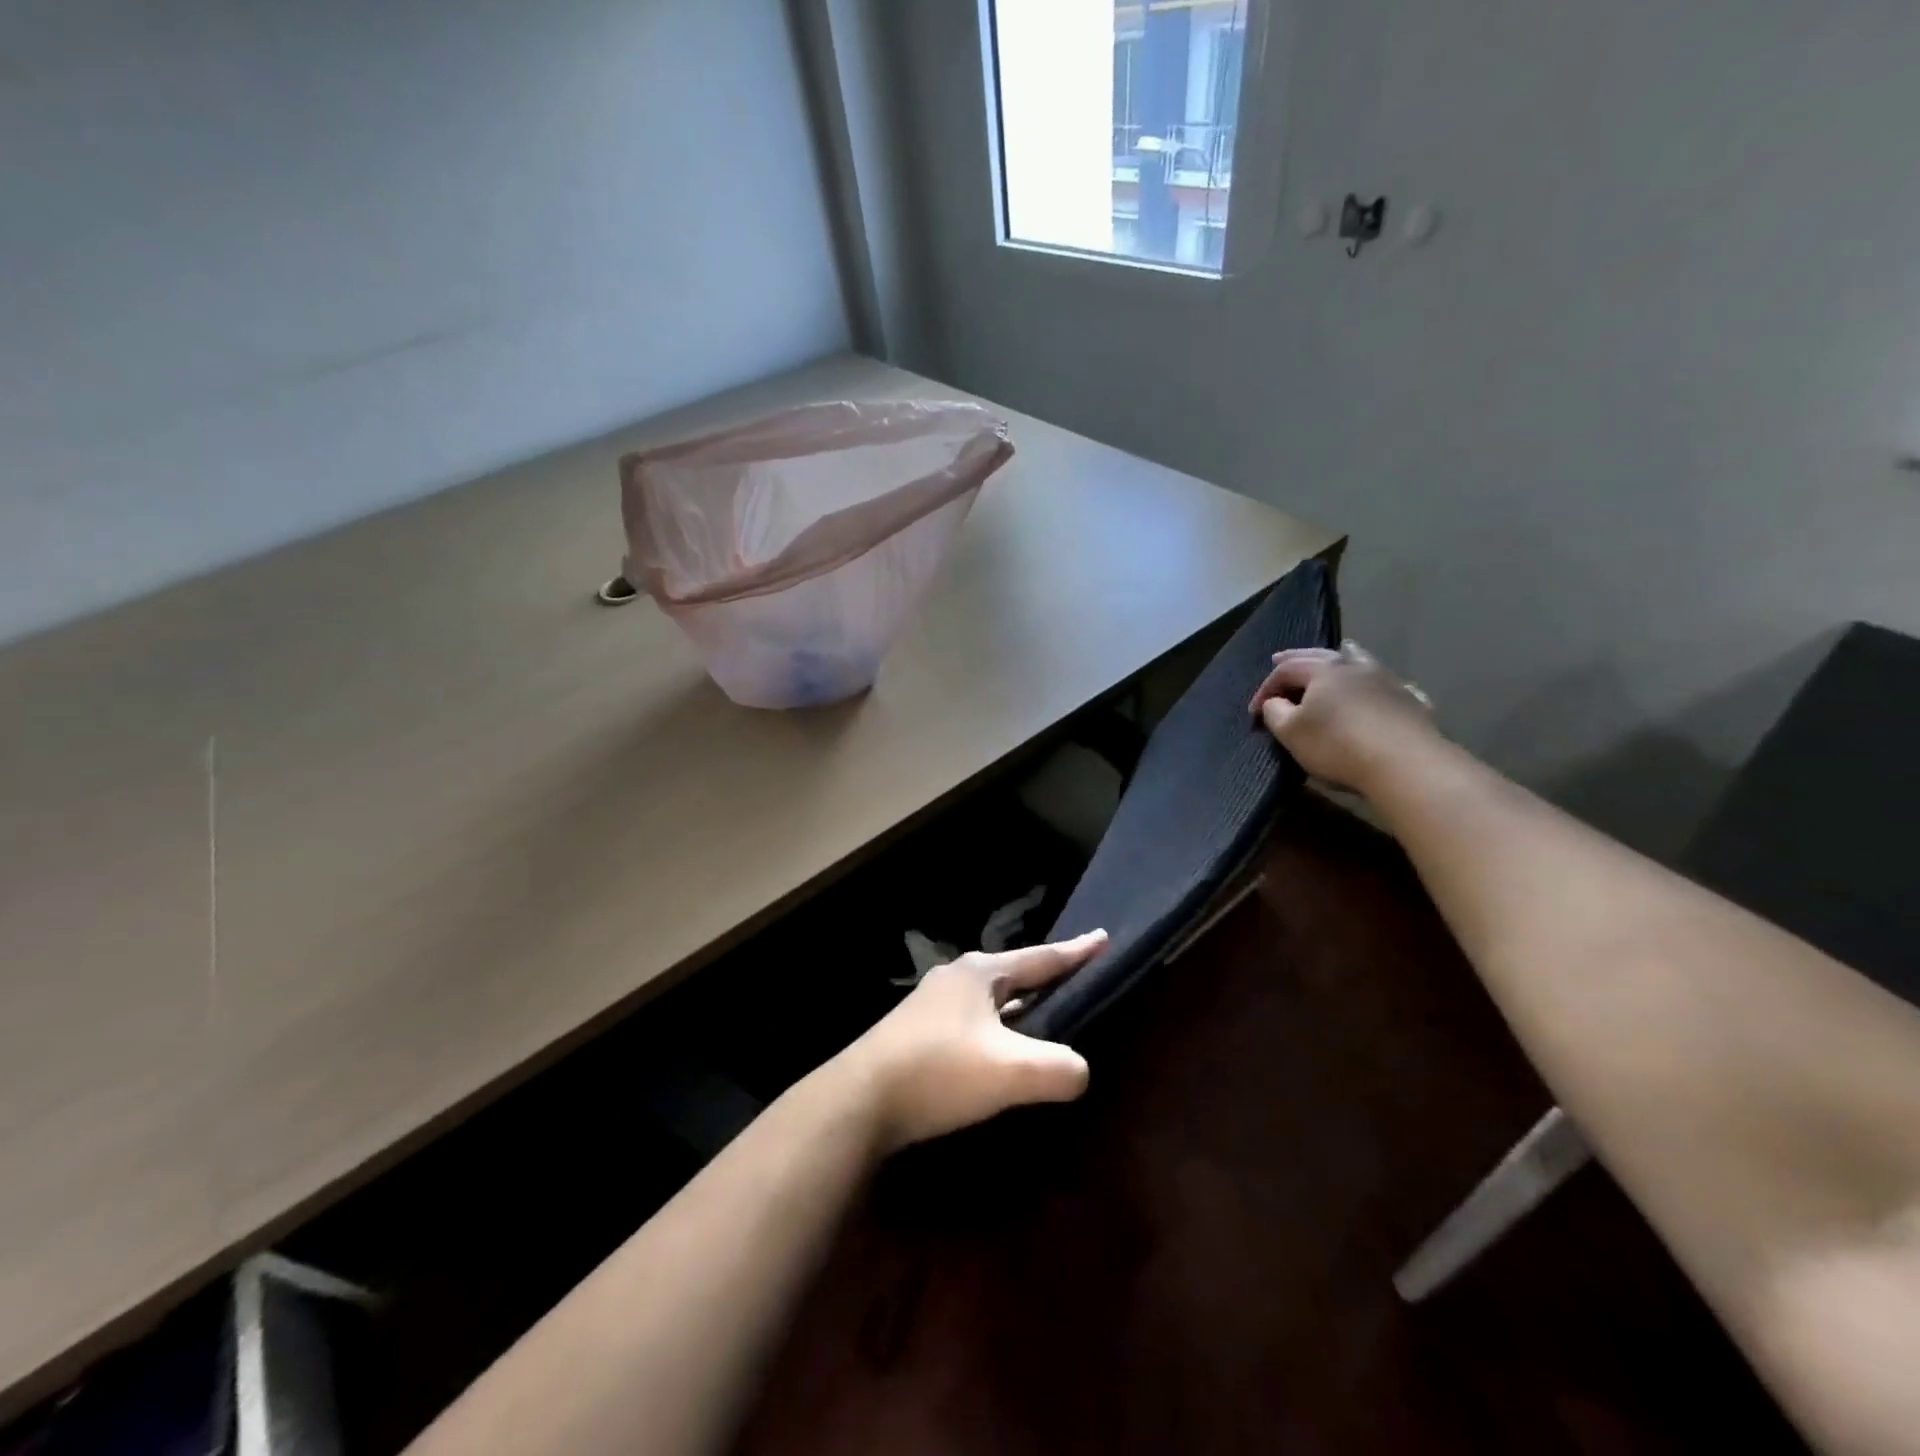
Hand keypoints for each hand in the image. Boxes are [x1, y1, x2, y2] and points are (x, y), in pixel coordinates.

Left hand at [835, 931, 1106, 1151]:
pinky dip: (995, 1031)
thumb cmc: (940, 1071)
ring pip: (990, 1001)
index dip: (1076, 952)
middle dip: (1045, 978)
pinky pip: (971, 1023)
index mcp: (980, 973)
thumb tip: (1079, 1071)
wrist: (859, 1100)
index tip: (1103, 937)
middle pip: (1014, 975)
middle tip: (1076, 981)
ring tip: (1043, 1019)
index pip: (1041, 958)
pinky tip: (997, 1054)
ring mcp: (931, 1005)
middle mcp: (955, 979)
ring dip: (1018, 1008)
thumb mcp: (1011, 1071)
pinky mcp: (916, 1034)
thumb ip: (1059, 1068)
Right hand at [1248, 640, 1440, 792]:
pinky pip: (1389, 684)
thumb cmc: (1337, 745)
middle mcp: (1355, 667)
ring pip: (1360, 660)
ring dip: (1344, 655)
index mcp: (1323, 671)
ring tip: (1340, 650)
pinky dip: (1377, 682)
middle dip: (1296, 658)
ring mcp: (1387, 681)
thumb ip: (1275, 712)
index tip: (1254, 712)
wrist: (1405, 764)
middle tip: (1277, 658)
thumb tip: (1275, 702)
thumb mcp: (1291, 732)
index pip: (1286, 669)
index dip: (1265, 687)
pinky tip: (1381, 686)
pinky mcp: (1410, 701)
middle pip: (1321, 655)